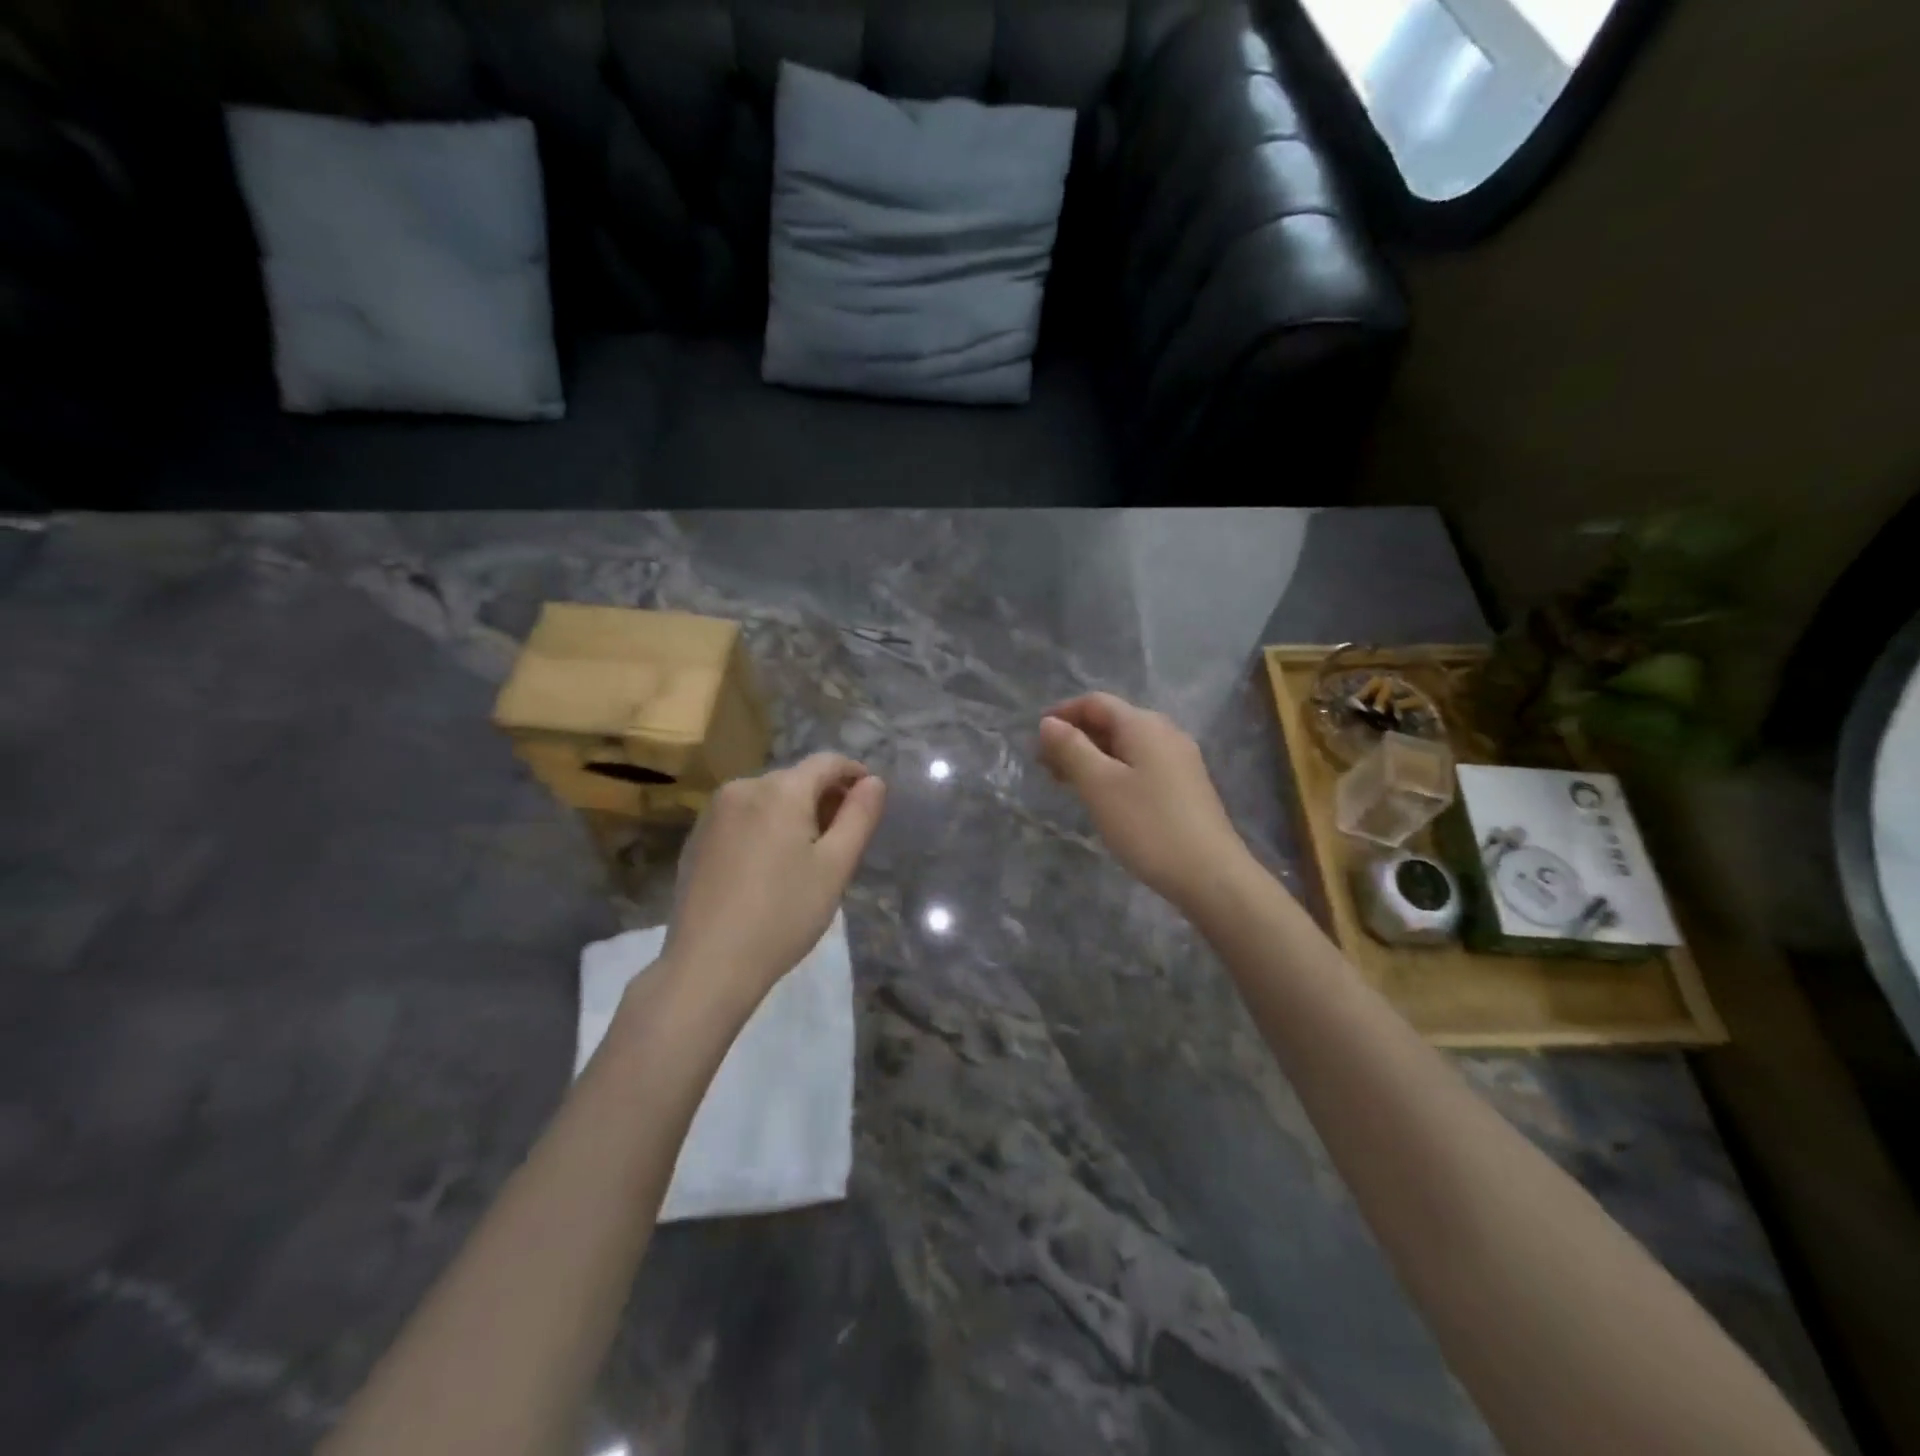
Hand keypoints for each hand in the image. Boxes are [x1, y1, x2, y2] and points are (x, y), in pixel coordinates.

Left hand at [660, 753, 886, 1009]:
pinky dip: (765, 827)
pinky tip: (769, 867)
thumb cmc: (784, 914)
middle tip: (843, 838)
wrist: (709, 964)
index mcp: (780, 790)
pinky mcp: (697, 838)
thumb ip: (859, 816)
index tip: (870, 799)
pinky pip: (743, 817)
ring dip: (794, 813)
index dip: (854, 773)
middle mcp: (743, 787)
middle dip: (824, 798)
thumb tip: (874, 781)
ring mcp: (714, 812)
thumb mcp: (835, 867)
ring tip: (807, 856)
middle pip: (795, 779)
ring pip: (768, 798)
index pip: (827, 762)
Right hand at [1037, 693, 1250, 914]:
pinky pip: (1140, 765)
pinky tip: (1102, 796)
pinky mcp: (1185, 786)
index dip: (1062, 713)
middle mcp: (1165, 733)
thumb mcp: (1099, 785)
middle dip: (1075, 737)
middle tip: (1044, 765)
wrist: (1210, 875)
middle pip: (1111, 721)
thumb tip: (1048, 722)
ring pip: (1126, 746)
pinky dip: (1113, 771)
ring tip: (1066, 782)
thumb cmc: (1148, 825)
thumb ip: (1071, 748)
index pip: (1095, 702)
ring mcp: (1179, 760)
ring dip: (1092, 756)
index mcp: (1143, 725)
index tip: (1035, 739)